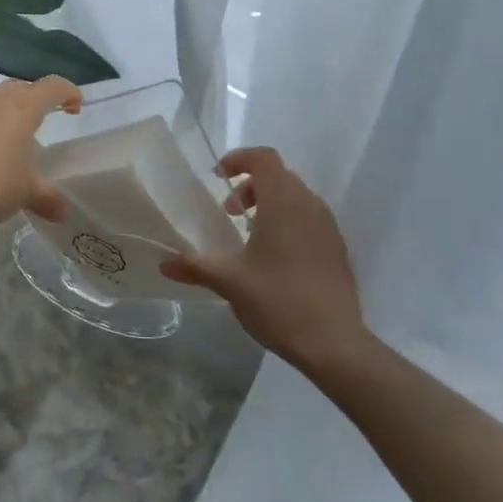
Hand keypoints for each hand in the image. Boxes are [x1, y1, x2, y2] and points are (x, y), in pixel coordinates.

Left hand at [0, 76, 80, 230]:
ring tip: (14, 137)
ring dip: (8, 111)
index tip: (76, 107)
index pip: (52, 87)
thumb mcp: (25, 193)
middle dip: (37, 99)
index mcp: (22, 108)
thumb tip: (64, 213)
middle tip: (45, 119)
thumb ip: (46, 198)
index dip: (68, 92)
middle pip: (22, 88)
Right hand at [161, 147, 369, 372]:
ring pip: (296, 199)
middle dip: (250, 186)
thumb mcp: (229, 281)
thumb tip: (165, 264)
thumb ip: (195, 266)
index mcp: (284, 202)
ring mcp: (328, 228)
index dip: (239, 159)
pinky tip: (273, 259)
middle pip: (279, 176)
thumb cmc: (278, 300)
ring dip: (270, 205)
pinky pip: (309, 220)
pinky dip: (288, 224)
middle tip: (228, 213)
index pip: (264, 158)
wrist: (333, 343)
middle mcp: (310, 206)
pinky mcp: (337, 250)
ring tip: (249, 236)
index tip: (218, 177)